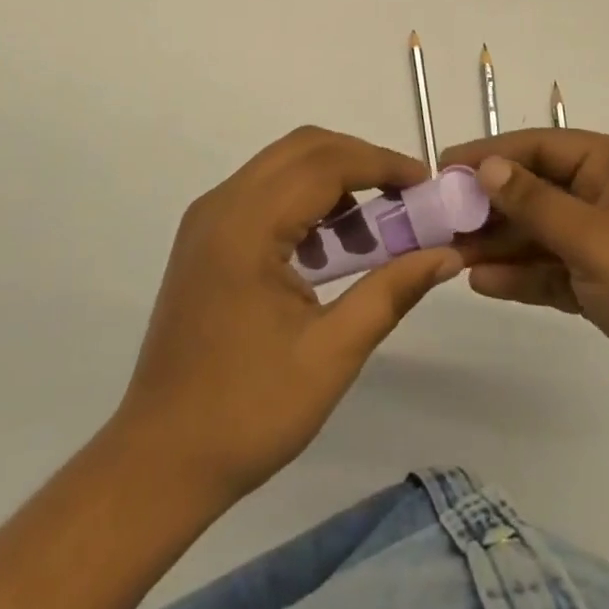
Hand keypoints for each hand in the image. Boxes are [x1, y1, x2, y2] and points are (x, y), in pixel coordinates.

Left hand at [114, 127, 461, 504]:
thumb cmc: (249, 412)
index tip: (427, 182)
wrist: (160, 459)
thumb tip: (447, 254)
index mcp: (247, 225)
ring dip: (333, 180)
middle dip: (360, 162)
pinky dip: (304, 200)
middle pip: (303, 149)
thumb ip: (391, 291)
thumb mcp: (332, 354)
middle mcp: (222, 204)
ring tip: (373, 231)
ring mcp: (207, 218)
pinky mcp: (204, 236)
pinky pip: (264, 192)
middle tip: (405, 198)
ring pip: (282, 165)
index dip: (382, 163)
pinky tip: (329, 247)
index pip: (325, 163)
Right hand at [448, 129, 608, 453]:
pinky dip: (523, 276)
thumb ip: (536, 202)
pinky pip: (555, 270)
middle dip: (491, 205)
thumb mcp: (597, 241)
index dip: (491, 154)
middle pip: (539, 189)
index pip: (542, 146)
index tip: (443, 165)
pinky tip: (482, 283)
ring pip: (543, 232)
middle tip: (439, 219)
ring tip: (451, 254)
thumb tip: (486, 167)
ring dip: (501, 243)